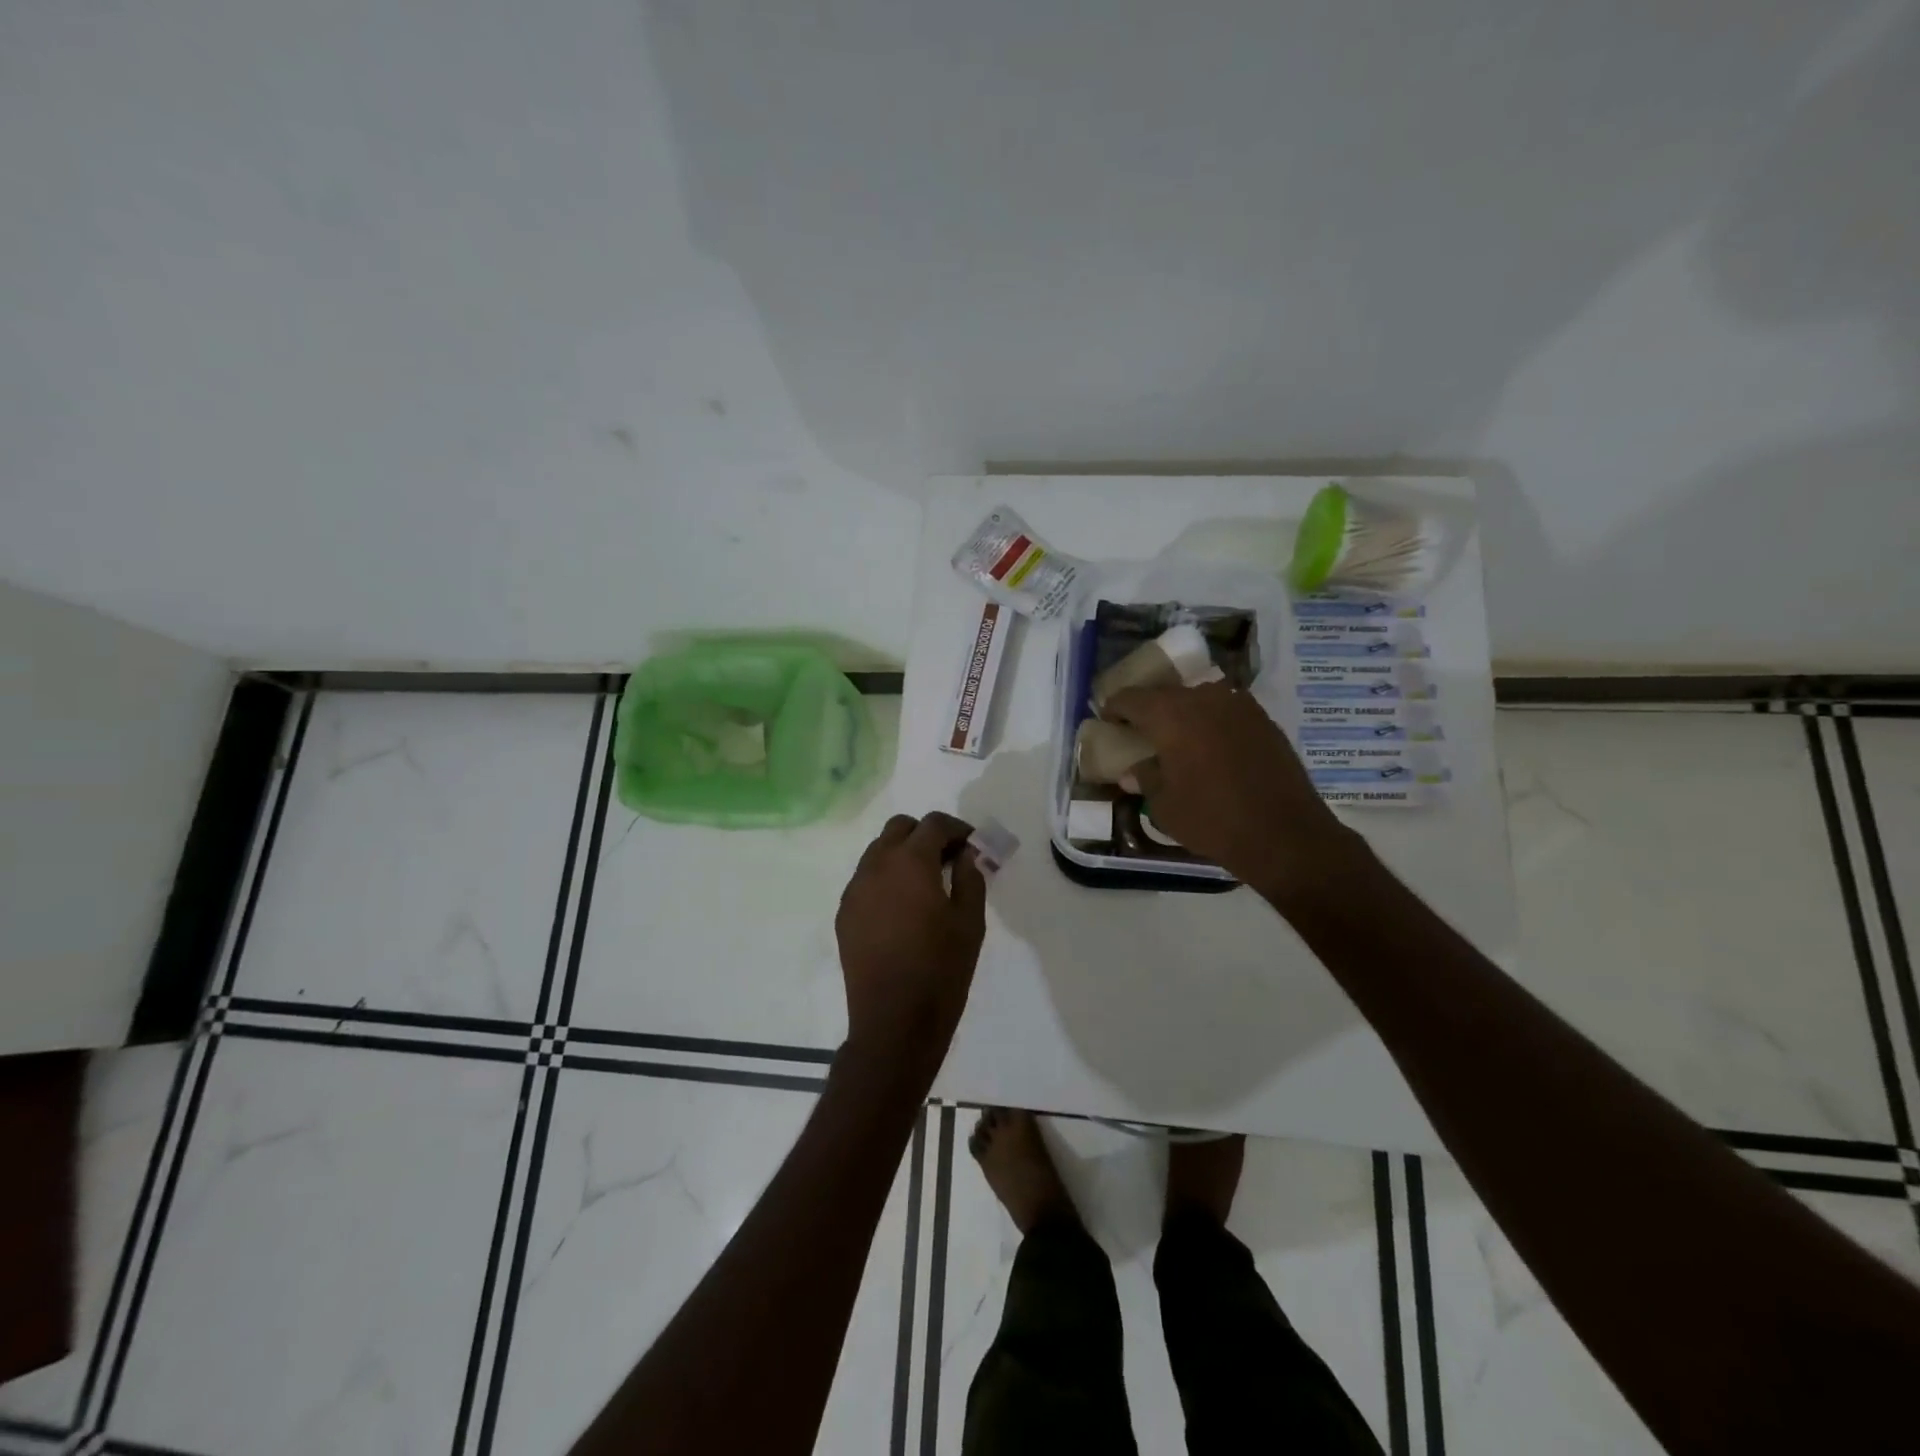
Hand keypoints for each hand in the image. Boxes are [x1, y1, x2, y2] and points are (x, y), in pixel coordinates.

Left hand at [835, 812, 987, 1078]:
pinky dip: (886, 878)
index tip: (973, 846)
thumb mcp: (970, 922)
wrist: (894, 1022)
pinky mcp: (844, 913)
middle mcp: (876, 866)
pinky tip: (903, 908)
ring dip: (903, 854)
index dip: (958, 829)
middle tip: (949, 860)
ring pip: (878, 851)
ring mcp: (855, 890)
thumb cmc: (941, 970)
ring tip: (926, 884)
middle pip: (899, 828)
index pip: (934, 824)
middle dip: (926, 835)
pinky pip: (866, 879)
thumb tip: (967, 853)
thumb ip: (970, 877)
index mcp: (910, 862)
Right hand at [1104, 682, 1362, 901]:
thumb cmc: (1212, 820)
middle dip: (1149, 710)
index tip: (1108, 721)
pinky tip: (1210, 748)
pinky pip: (1226, 712)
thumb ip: (1145, 779)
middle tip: (1139, 731)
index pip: (1131, 698)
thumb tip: (1133, 771)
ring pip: (1199, 699)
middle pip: (1166, 694)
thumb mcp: (1164, 806)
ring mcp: (1239, 705)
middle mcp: (1204, 698)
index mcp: (1171, 715)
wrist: (1284, 834)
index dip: (1115, 708)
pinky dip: (1211, 723)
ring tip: (1177, 739)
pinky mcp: (1264, 720)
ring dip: (1183, 714)